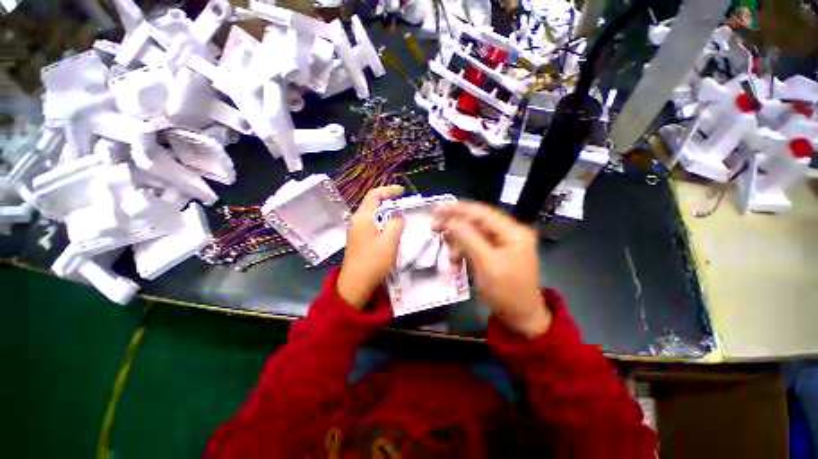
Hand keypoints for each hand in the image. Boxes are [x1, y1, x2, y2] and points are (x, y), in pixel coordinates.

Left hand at [337, 186, 405, 308]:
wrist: (355, 284)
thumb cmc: (373, 261)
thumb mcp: (389, 241)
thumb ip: (396, 223)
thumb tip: (398, 216)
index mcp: (362, 217)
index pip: (374, 195)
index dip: (388, 190)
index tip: (402, 191)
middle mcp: (357, 221)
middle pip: (372, 203)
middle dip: (387, 199)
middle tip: (401, 201)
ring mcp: (356, 231)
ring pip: (372, 215)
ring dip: (385, 212)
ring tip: (398, 214)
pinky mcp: (359, 240)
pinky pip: (372, 225)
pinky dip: (382, 222)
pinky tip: (390, 230)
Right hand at [433, 202, 550, 337]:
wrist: (520, 316)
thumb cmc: (506, 291)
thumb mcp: (486, 264)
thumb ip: (468, 238)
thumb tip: (450, 220)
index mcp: (513, 232)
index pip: (481, 212)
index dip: (457, 209)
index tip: (436, 209)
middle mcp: (509, 231)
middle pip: (476, 221)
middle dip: (455, 225)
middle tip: (434, 227)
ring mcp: (503, 241)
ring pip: (473, 233)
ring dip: (458, 242)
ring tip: (450, 256)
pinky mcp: (496, 250)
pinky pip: (475, 244)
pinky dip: (464, 250)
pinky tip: (456, 260)